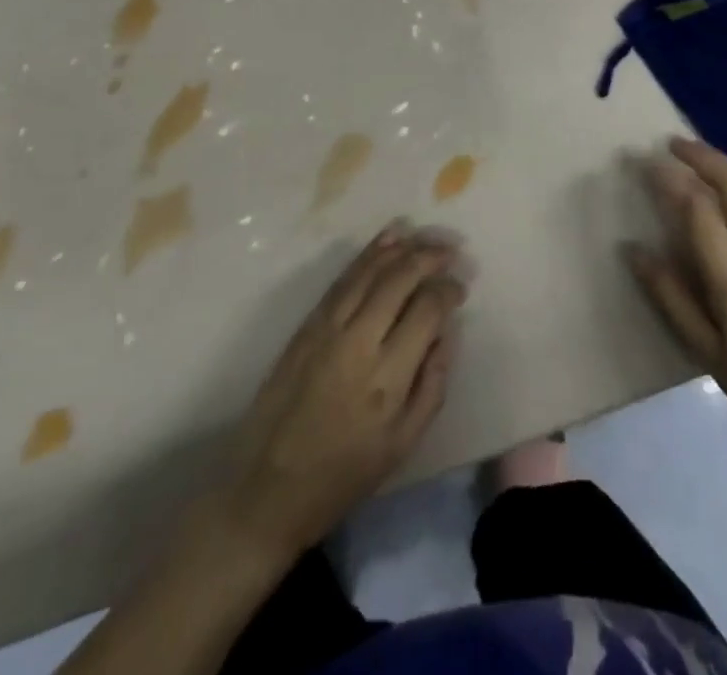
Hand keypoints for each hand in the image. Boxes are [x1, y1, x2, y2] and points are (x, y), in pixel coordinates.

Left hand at [227, 221, 464, 555]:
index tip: (460, 288)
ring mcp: (328, 328)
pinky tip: (387, 240)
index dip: (449, 290)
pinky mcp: (307, 324)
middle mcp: (359, 342)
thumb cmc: (342, 475)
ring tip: (425, 238)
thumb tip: (446, 332)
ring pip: (370, 271)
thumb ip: (432, 384)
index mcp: (388, 378)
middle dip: (430, 257)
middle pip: (400, 279)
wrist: (266, 488)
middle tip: (450, 251)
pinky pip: (344, 279)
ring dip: (401, 248)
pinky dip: (368, 255)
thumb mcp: (403, 445)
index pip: (427, 310)